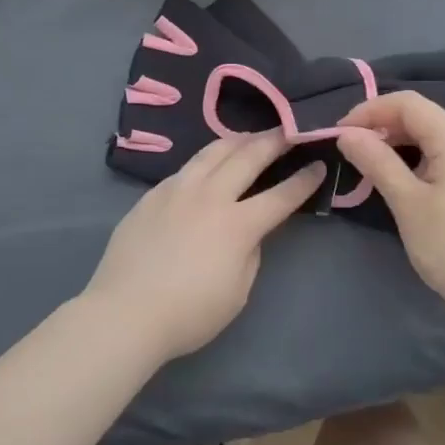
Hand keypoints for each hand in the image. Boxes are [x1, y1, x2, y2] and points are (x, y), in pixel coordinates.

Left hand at [84, 131, 324, 359]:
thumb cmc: (189, 314)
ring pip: (213, 151)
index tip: (318, 164)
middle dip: (274, 141)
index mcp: (238, 224)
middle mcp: (210, 196)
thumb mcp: (237, 292)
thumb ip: (249, 253)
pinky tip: (206, 166)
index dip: (304, 180)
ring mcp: (177, 191)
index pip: (281, 195)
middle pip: (248, 156)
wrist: (125, 313)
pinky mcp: (152, 195)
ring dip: (238, 140)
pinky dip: (205, 161)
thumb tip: (247, 232)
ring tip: (250, 138)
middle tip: (288, 130)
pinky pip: (185, 168)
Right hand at [336, 92, 444, 313]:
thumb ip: (377, 162)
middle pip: (423, 117)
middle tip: (350, 149)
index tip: (340, 132)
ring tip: (369, 164)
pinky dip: (416, 160)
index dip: (371, 110)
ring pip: (433, 138)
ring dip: (398, 143)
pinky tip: (400, 181)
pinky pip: (444, 158)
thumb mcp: (407, 202)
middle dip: (383, 125)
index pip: (409, 103)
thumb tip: (347, 133)